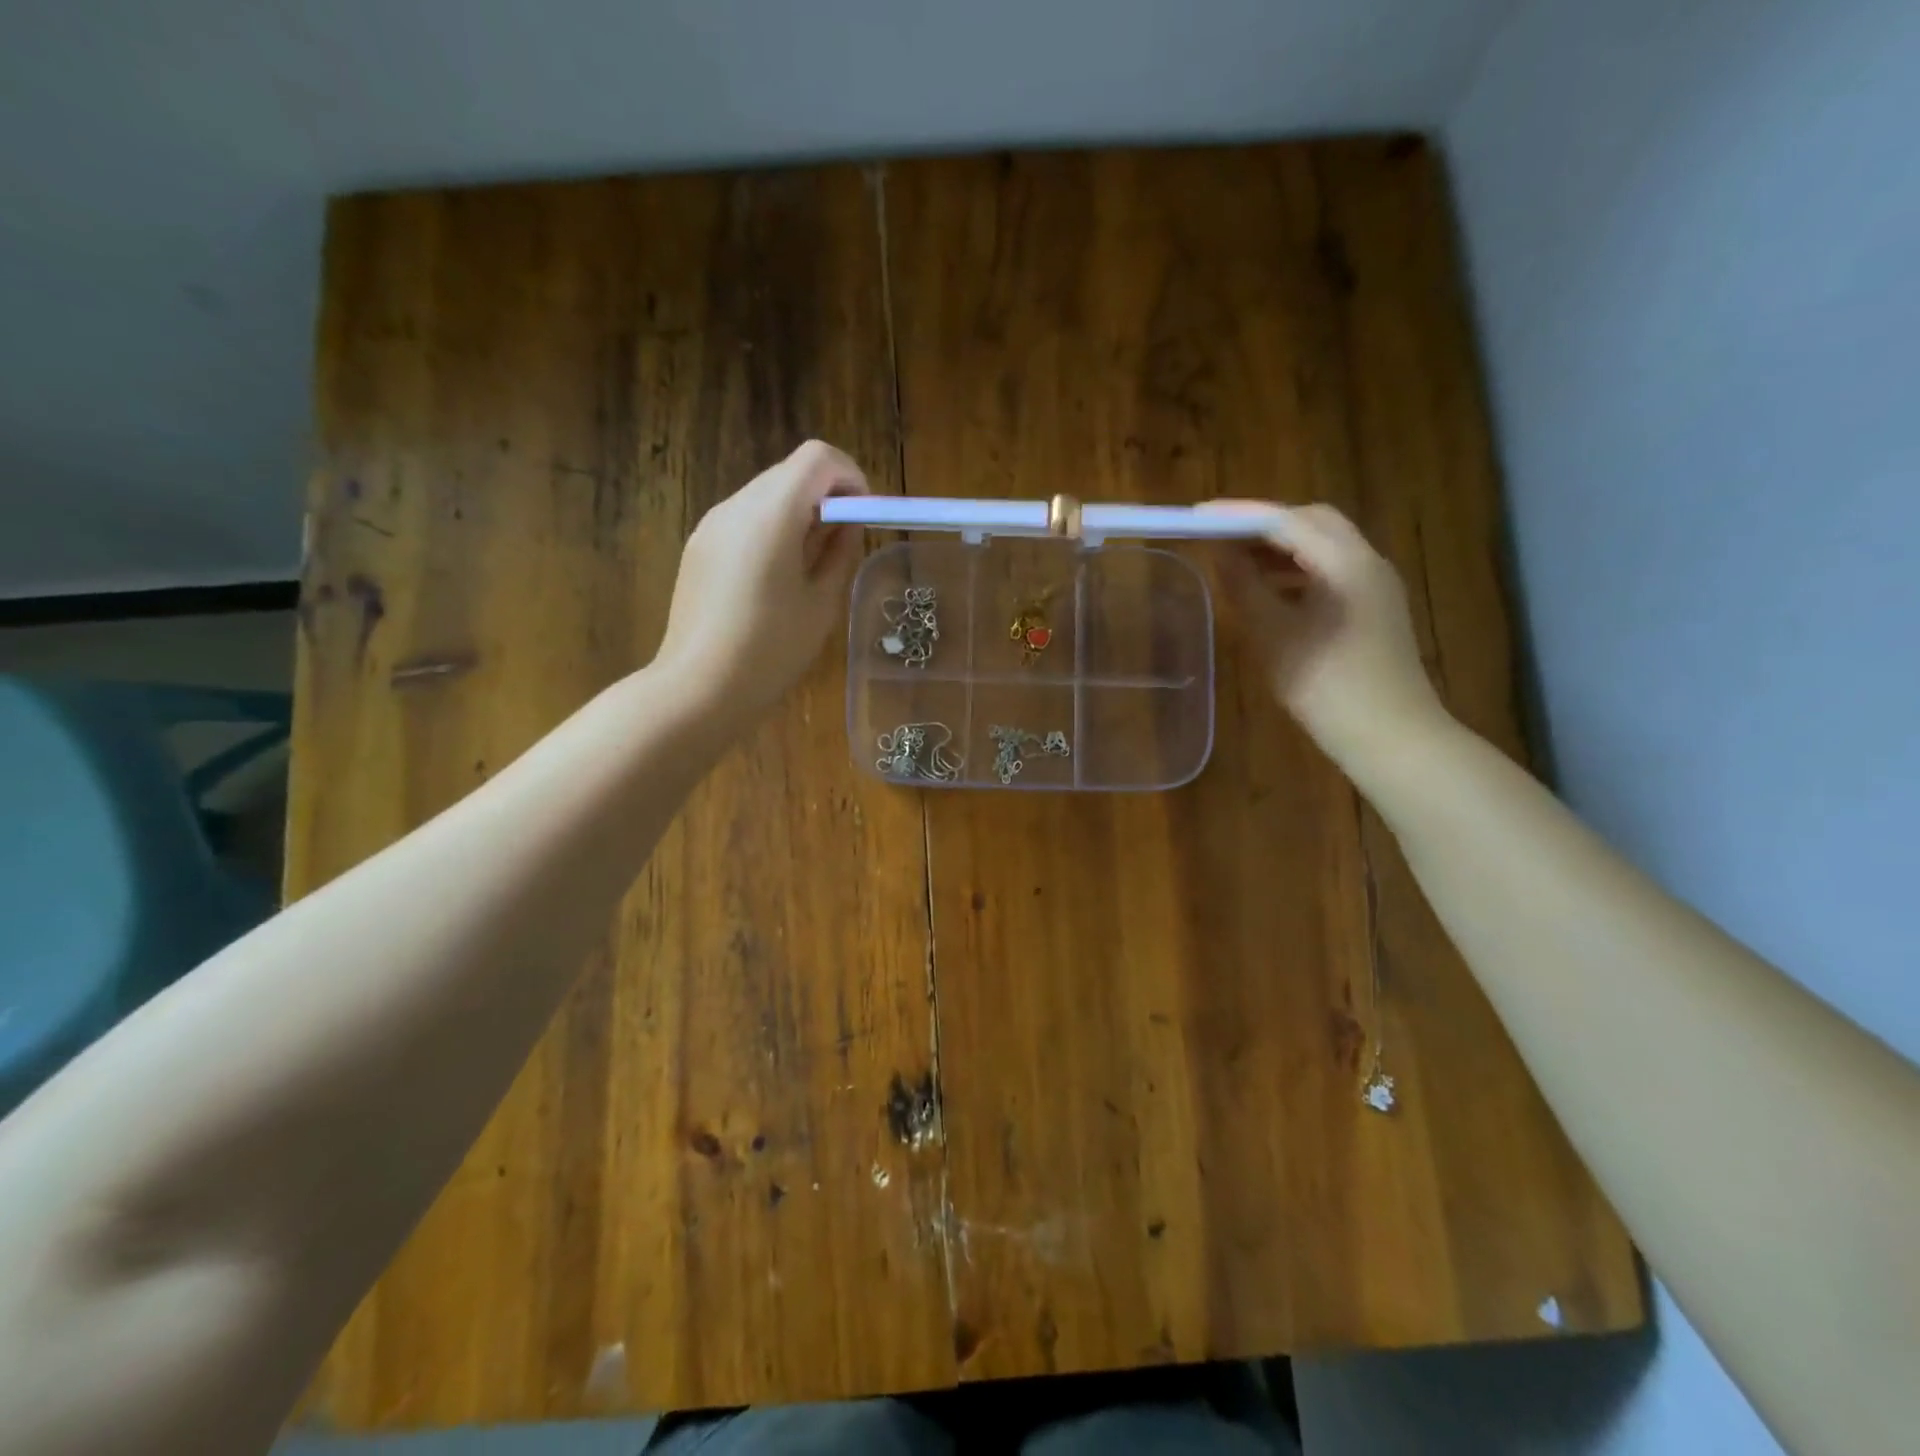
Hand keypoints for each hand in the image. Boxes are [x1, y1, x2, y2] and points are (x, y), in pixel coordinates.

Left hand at [656, 440, 868, 723]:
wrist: (698, 688)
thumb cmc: (771, 650)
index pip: (818, 458)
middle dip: (825, 496)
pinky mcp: (698, 548)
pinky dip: (771, 531)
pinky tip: (777, 580)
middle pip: (789, 473)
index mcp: (771, 514)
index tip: (863, 516)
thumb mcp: (822, 603)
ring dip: (798, 514)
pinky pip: (744, 522)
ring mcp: (711, 526)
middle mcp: (736, 506)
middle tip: (844, 544)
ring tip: (812, 566)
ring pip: (765, 496)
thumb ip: (840, 553)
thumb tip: (847, 525)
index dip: (850, 477)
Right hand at [1204, 501, 1449, 769]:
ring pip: (1322, 547)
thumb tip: (1220, 554)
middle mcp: (1366, 561)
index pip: (1286, 520)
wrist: (1391, 737)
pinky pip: (1329, 572)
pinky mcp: (1373, 608)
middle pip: (1311, 522)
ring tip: (1234, 563)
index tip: (1197, 516)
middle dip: (1262, 525)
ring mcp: (1374, 585)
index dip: (1239, 515)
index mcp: (1346, 562)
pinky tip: (1268, 593)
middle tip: (1218, 536)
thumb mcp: (1274, 636)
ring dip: (1278, 548)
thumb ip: (1244, 588)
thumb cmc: (1327, 687)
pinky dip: (1295, 571)